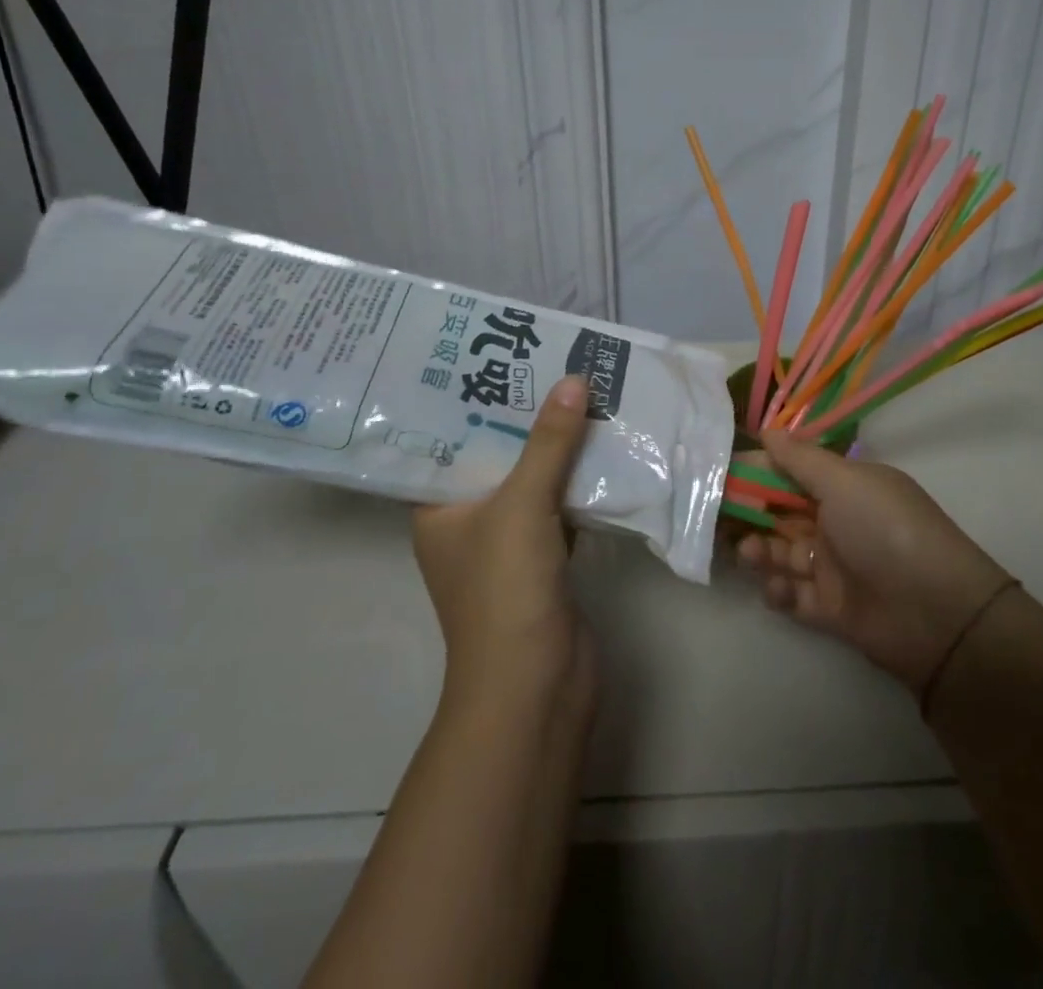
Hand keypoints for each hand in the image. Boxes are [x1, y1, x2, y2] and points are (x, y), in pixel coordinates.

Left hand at [411, 374, 595, 707]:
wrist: (537, 685)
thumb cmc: (506, 589)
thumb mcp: (522, 504)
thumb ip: (549, 442)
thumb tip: (574, 380)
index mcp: (437, 508)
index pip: (448, 441)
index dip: (473, 401)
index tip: (500, 357)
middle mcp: (467, 521)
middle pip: (497, 455)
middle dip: (526, 416)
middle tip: (553, 364)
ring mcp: (507, 543)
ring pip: (533, 479)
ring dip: (558, 446)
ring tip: (583, 391)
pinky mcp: (544, 558)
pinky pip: (560, 505)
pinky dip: (579, 480)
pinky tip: (604, 446)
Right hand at [737, 430, 1015, 695]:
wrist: (936, 613)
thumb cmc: (885, 530)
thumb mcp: (844, 483)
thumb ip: (800, 459)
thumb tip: (766, 430)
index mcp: (845, 488)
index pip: (792, 472)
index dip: (758, 472)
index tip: (722, 472)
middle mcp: (837, 523)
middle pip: (781, 514)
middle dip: (750, 514)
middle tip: (717, 516)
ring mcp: (834, 567)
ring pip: (782, 553)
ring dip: (760, 551)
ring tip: (748, 553)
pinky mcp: (830, 609)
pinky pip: (793, 595)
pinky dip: (780, 590)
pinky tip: (778, 588)